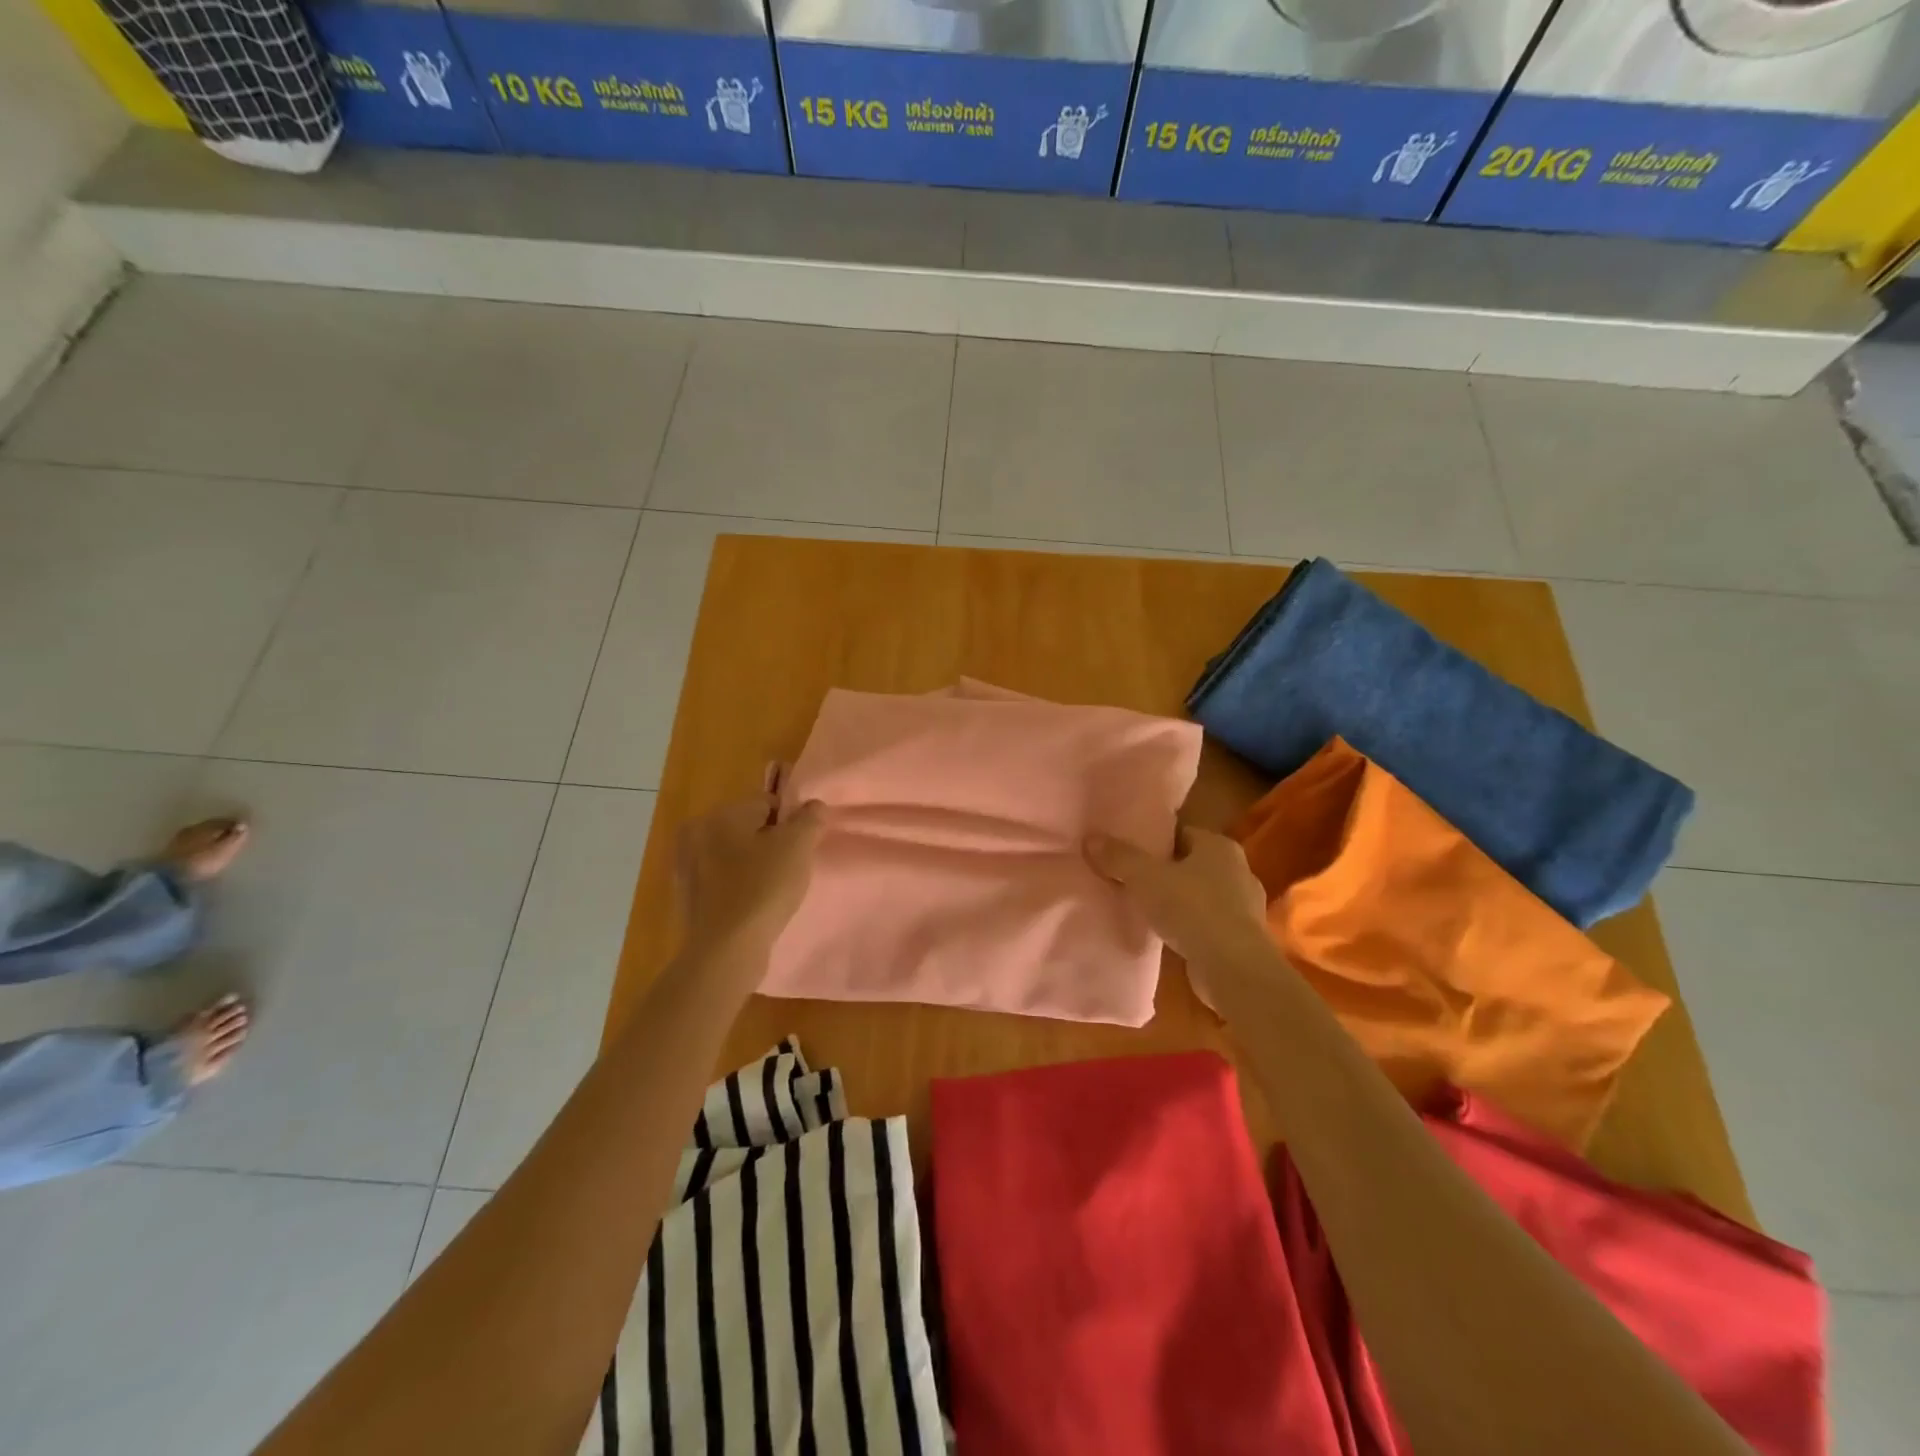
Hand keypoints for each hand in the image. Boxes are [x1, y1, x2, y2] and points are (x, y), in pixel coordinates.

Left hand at [676, 793, 824, 964]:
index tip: (805, 846)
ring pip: (737, 857)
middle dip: (774, 843)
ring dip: (758, 866)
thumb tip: (814, 806)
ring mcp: (689, 870)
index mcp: (720, 815)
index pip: (767, 802)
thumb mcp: (797, 846)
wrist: (727, 951)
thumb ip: (810, 818)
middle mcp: (697, 835)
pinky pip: (726, 883)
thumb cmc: (763, 888)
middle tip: (794, 867)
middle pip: (750, 829)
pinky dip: (743, 888)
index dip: (792, 821)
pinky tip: (758, 906)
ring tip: (778, 890)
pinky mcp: (690, 900)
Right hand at [1084, 825, 1275, 994]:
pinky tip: (1165, 934)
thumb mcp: (1145, 878)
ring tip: (1143, 907)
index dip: (1153, 840)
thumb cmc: (1193, 909)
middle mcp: (1237, 870)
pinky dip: (1187, 926)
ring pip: (1199, 894)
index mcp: (1219, 846)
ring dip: (1176, 901)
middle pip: (1189, 863)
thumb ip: (1118, 857)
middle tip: (1129, 878)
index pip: (1181, 833)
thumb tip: (1091, 839)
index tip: (1127, 850)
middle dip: (1163, 871)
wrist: (1234, 969)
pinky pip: (1206, 922)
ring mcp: (1243, 906)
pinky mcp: (1241, 938)